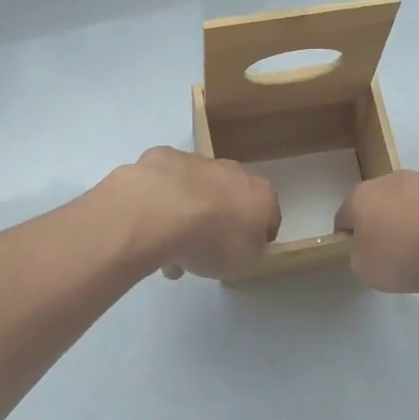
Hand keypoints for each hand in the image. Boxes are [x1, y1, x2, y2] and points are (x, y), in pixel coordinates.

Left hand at [108, 147, 279, 280]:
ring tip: (165, 249)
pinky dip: (160, 201)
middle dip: (218, 223)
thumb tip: (244, 244)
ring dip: (186, 216)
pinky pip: (165, 184)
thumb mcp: (244, 261)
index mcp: (261, 194)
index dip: (256, 237)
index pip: (269, 216)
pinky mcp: (162, 158)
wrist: (161, 211)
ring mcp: (197, 161)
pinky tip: (149, 224)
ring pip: (196, 191)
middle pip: (230, 199)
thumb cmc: (213, 240)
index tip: (240, 254)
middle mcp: (234, 171)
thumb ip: (250, 251)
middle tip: (201, 252)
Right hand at [335, 169, 418, 309]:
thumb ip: (363, 259)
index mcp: (365, 197)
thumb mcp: (367, 270)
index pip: (348, 217)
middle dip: (404, 258)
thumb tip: (373, 252)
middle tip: (415, 287)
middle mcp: (397, 182)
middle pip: (395, 224)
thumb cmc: (407, 252)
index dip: (352, 242)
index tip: (365, 264)